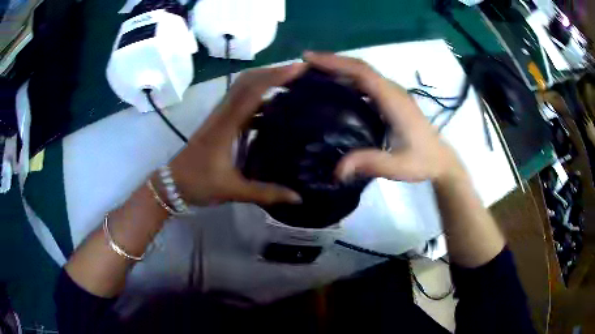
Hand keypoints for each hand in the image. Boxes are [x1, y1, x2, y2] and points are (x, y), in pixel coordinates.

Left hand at [169, 64, 305, 205]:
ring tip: (292, 84)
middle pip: (247, 80)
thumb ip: (265, 193)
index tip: (299, 68)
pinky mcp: (220, 123)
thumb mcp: (233, 190)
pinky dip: (259, 99)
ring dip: (266, 81)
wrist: (172, 184)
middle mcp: (223, 114)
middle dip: (273, 71)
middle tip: (300, 73)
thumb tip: (298, 198)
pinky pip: (241, 103)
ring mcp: (220, 117)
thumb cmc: (198, 184)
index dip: (275, 76)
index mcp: (225, 125)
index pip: (252, 91)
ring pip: (243, 88)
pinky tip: (275, 109)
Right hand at [303, 51, 463, 183]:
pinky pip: (366, 83)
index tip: (310, 59)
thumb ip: (370, 164)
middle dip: (332, 62)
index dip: (336, 62)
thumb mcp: (397, 166)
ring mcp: (392, 94)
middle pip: (360, 67)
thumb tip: (337, 169)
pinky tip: (334, 88)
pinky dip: (348, 79)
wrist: (441, 160)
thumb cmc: (422, 161)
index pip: (362, 72)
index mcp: (393, 100)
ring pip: (363, 73)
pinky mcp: (391, 100)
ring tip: (313, 73)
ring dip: (339, 68)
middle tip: (304, 65)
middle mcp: (392, 91)